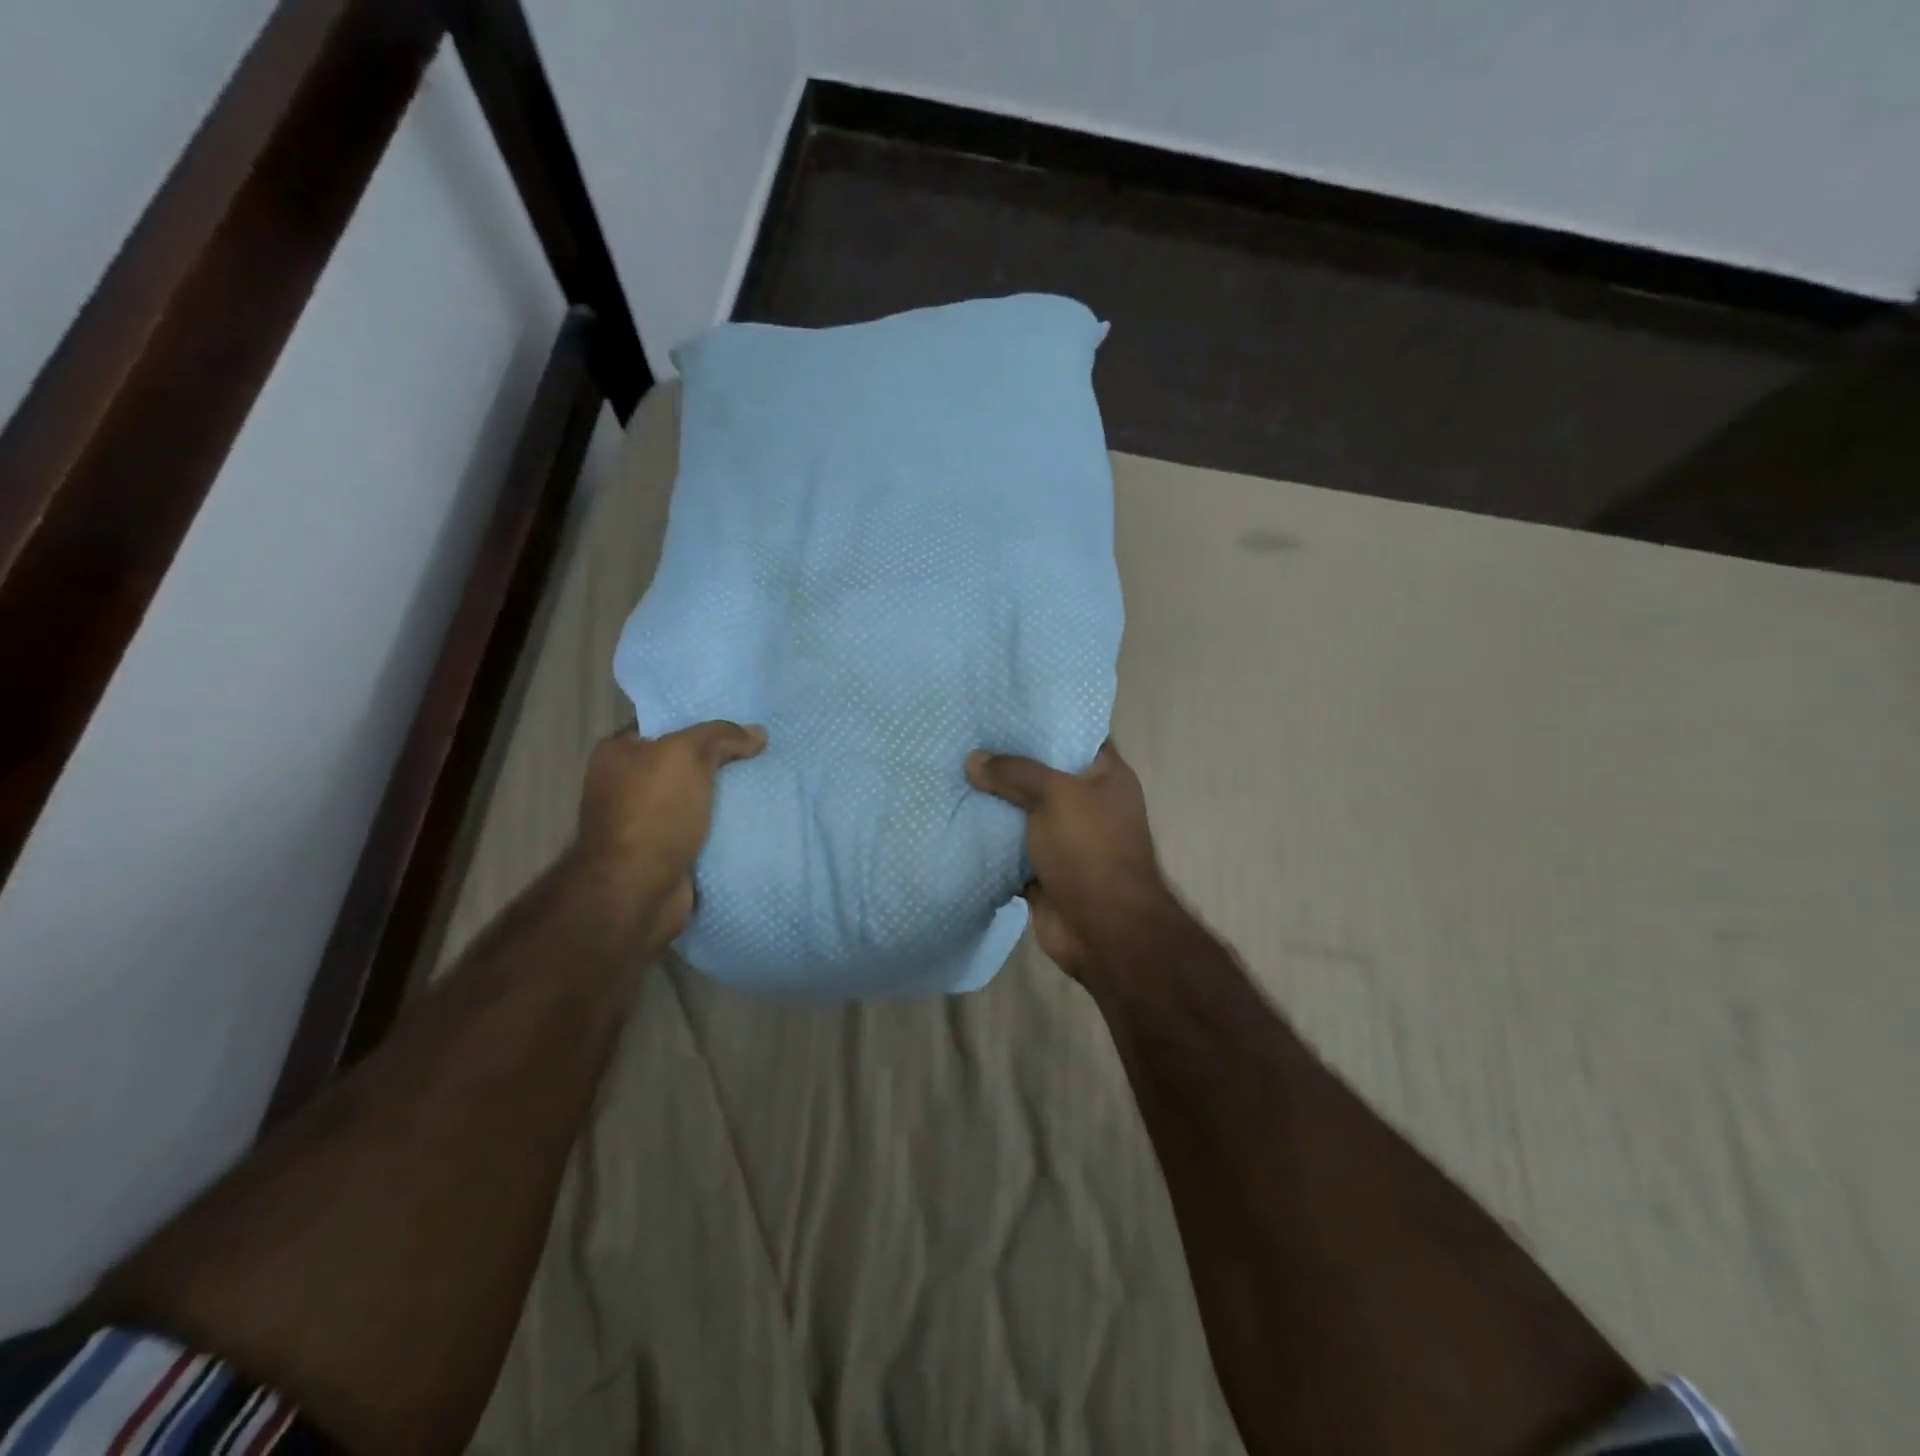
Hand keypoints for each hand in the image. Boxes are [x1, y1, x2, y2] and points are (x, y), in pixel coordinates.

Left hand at [575, 720, 766, 945]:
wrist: (638, 890)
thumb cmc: (654, 812)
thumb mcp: (687, 755)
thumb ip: (722, 736)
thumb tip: (757, 733)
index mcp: (618, 754)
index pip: (665, 725)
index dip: (701, 722)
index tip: (741, 723)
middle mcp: (625, 785)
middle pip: (683, 763)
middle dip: (719, 760)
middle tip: (760, 752)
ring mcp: (644, 822)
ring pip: (696, 798)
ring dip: (726, 796)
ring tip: (767, 783)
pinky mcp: (664, 853)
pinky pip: (702, 830)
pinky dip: (724, 827)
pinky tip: (756, 819)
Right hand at [965, 741, 1180, 979]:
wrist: (1103, 930)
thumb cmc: (1090, 850)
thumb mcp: (1055, 796)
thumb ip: (1015, 772)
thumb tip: (973, 760)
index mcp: (1106, 777)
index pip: (1076, 736)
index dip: (1045, 722)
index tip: (1004, 708)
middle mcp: (1088, 803)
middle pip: (1044, 774)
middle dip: (1008, 762)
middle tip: (967, 738)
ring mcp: (1066, 839)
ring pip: (1024, 812)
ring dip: (994, 802)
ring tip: (954, 773)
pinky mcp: (1043, 870)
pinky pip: (1011, 848)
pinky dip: (989, 841)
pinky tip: (955, 819)